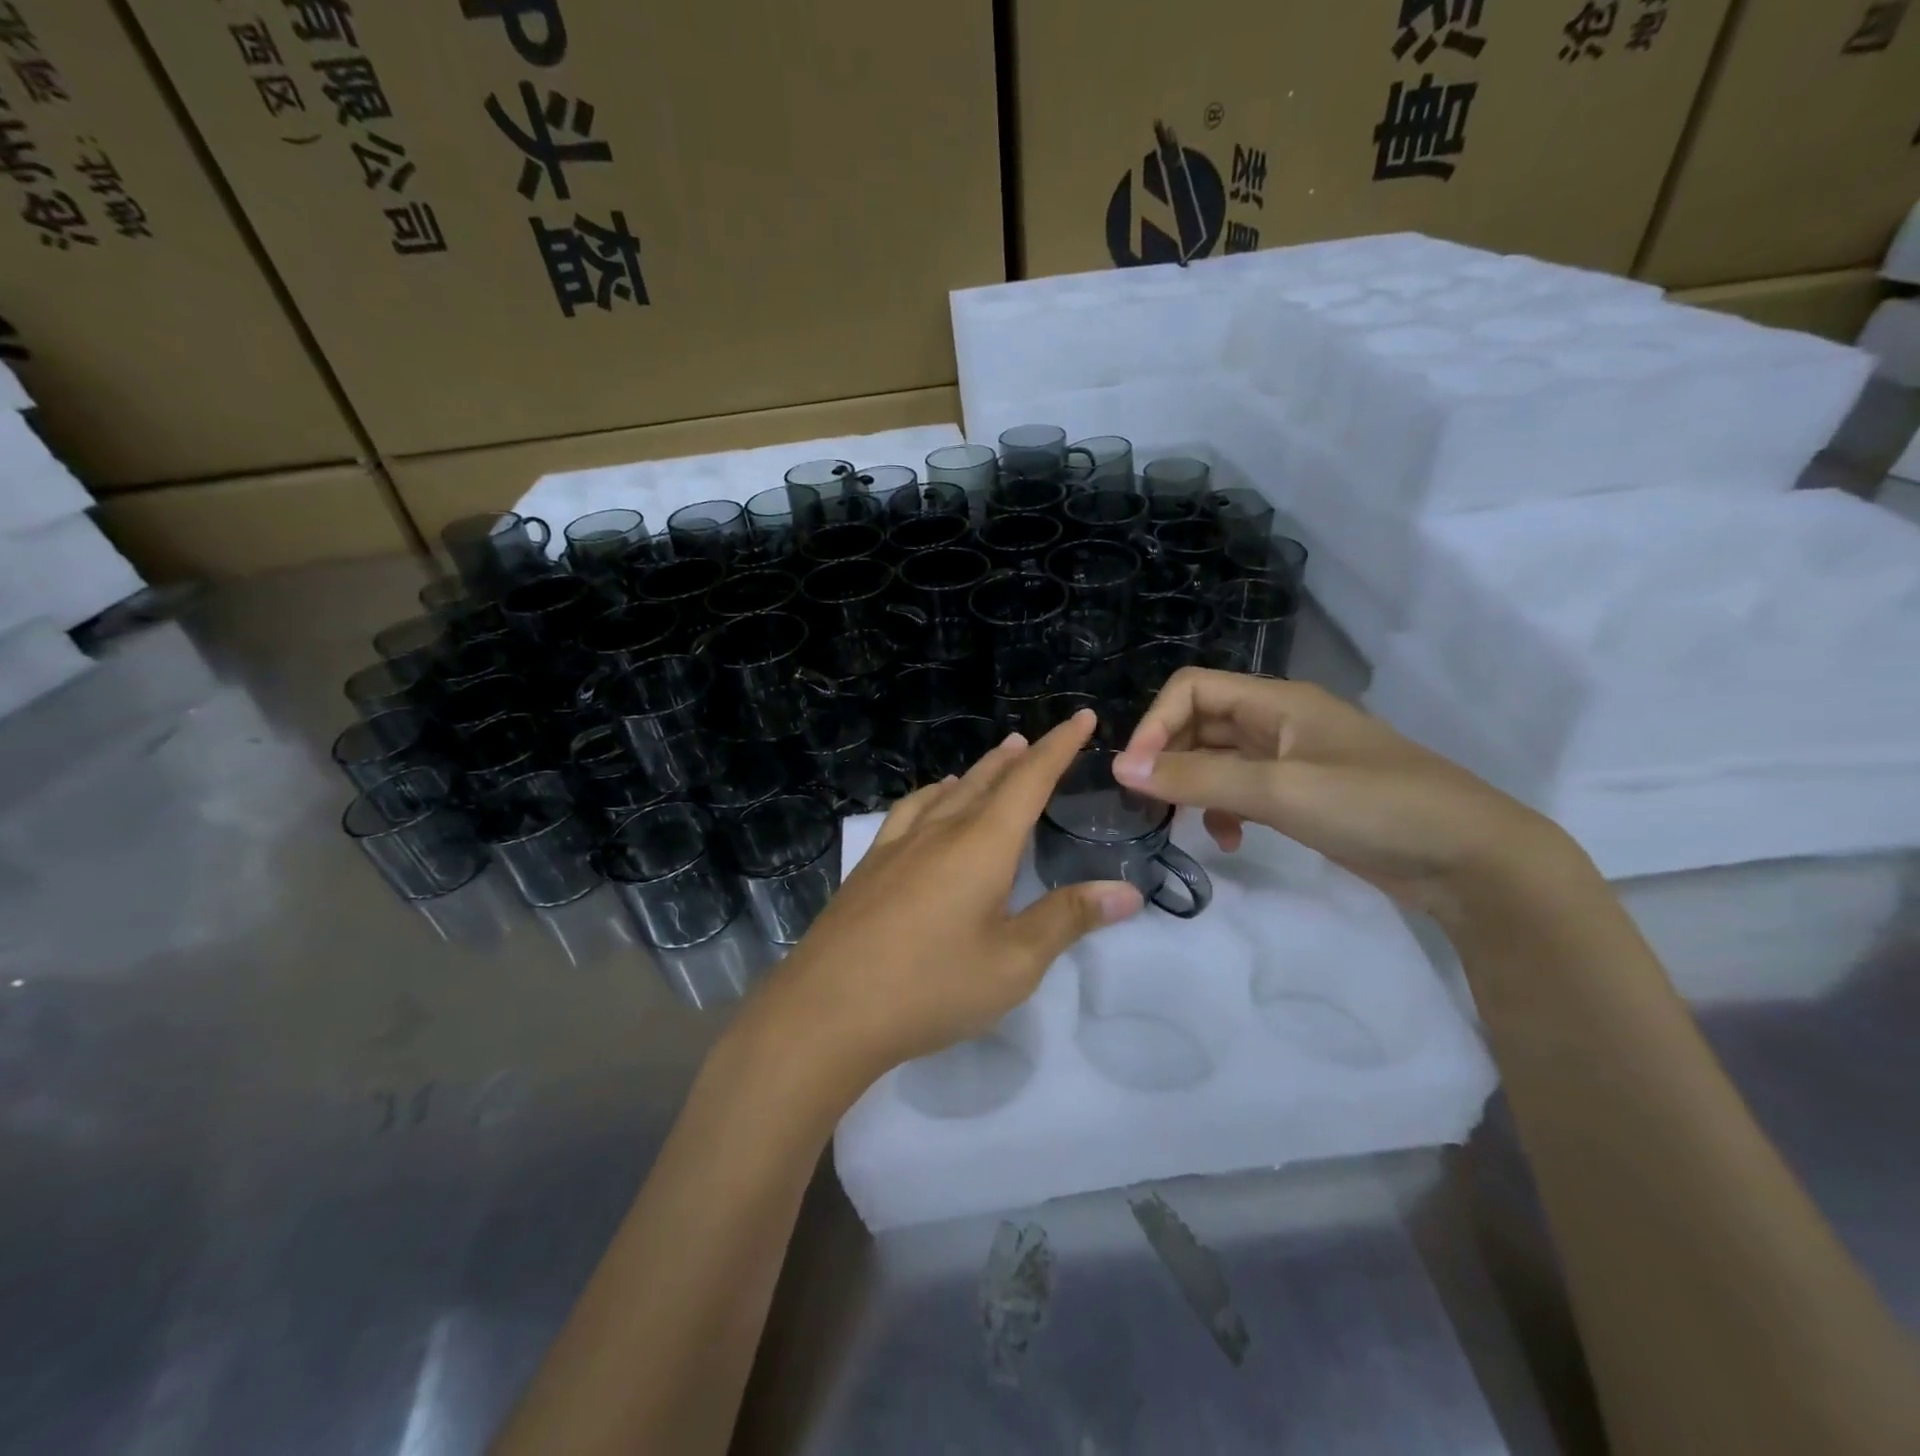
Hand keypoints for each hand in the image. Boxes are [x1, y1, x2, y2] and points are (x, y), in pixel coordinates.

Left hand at [764, 710, 1142, 1090]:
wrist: (827, 1009)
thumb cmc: (931, 987)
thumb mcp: (1013, 963)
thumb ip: (1067, 920)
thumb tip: (1126, 892)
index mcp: (982, 846)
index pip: (1030, 781)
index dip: (1060, 747)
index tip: (1081, 717)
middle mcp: (941, 832)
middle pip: (986, 780)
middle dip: (1018, 758)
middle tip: (1035, 741)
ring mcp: (898, 846)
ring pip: (946, 793)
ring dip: (976, 773)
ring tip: (993, 764)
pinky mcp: (870, 866)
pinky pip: (910, 812)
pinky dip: (933, 797)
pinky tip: (930, 805)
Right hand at [1114, 670, 1578, 926]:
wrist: (1471, 860)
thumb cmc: (1375, 807)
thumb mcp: (1279, 790)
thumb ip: (1198, 778)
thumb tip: (1121, 768)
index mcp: (1277, 702)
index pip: (1192, 689)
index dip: (1156, 725)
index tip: (1136, 775)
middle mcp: (1279, 722)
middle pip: (1201, 723)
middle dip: (1169, 759)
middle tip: (1149, 804)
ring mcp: (1293, 760)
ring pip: (1219, 760)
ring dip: (1193, 787)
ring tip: (1182, 824)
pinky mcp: (1304, 796)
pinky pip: (1244, 791)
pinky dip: (1224, 810)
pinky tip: (1229, 840)